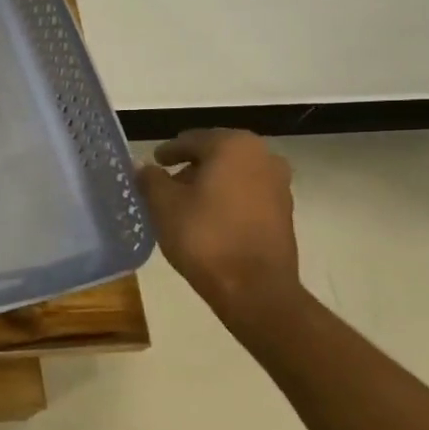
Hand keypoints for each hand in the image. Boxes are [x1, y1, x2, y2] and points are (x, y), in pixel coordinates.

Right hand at [138, 129, 301, 317]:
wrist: (254, 288)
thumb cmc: (204, 237)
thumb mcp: (163, 205)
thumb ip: (150, 179)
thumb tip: (143, 167)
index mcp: (232, 145)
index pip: (191, 140)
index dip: (168, 152)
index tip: (153, 163)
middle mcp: (262, 155)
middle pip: (216, 154)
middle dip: (191, 167)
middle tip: (166, 183)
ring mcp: (279, 184)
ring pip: (234, 174)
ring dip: (210, 183)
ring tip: (185, 203)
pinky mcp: (284, 211)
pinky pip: (248, 194)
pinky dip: (227, 199)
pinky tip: (208, 218)